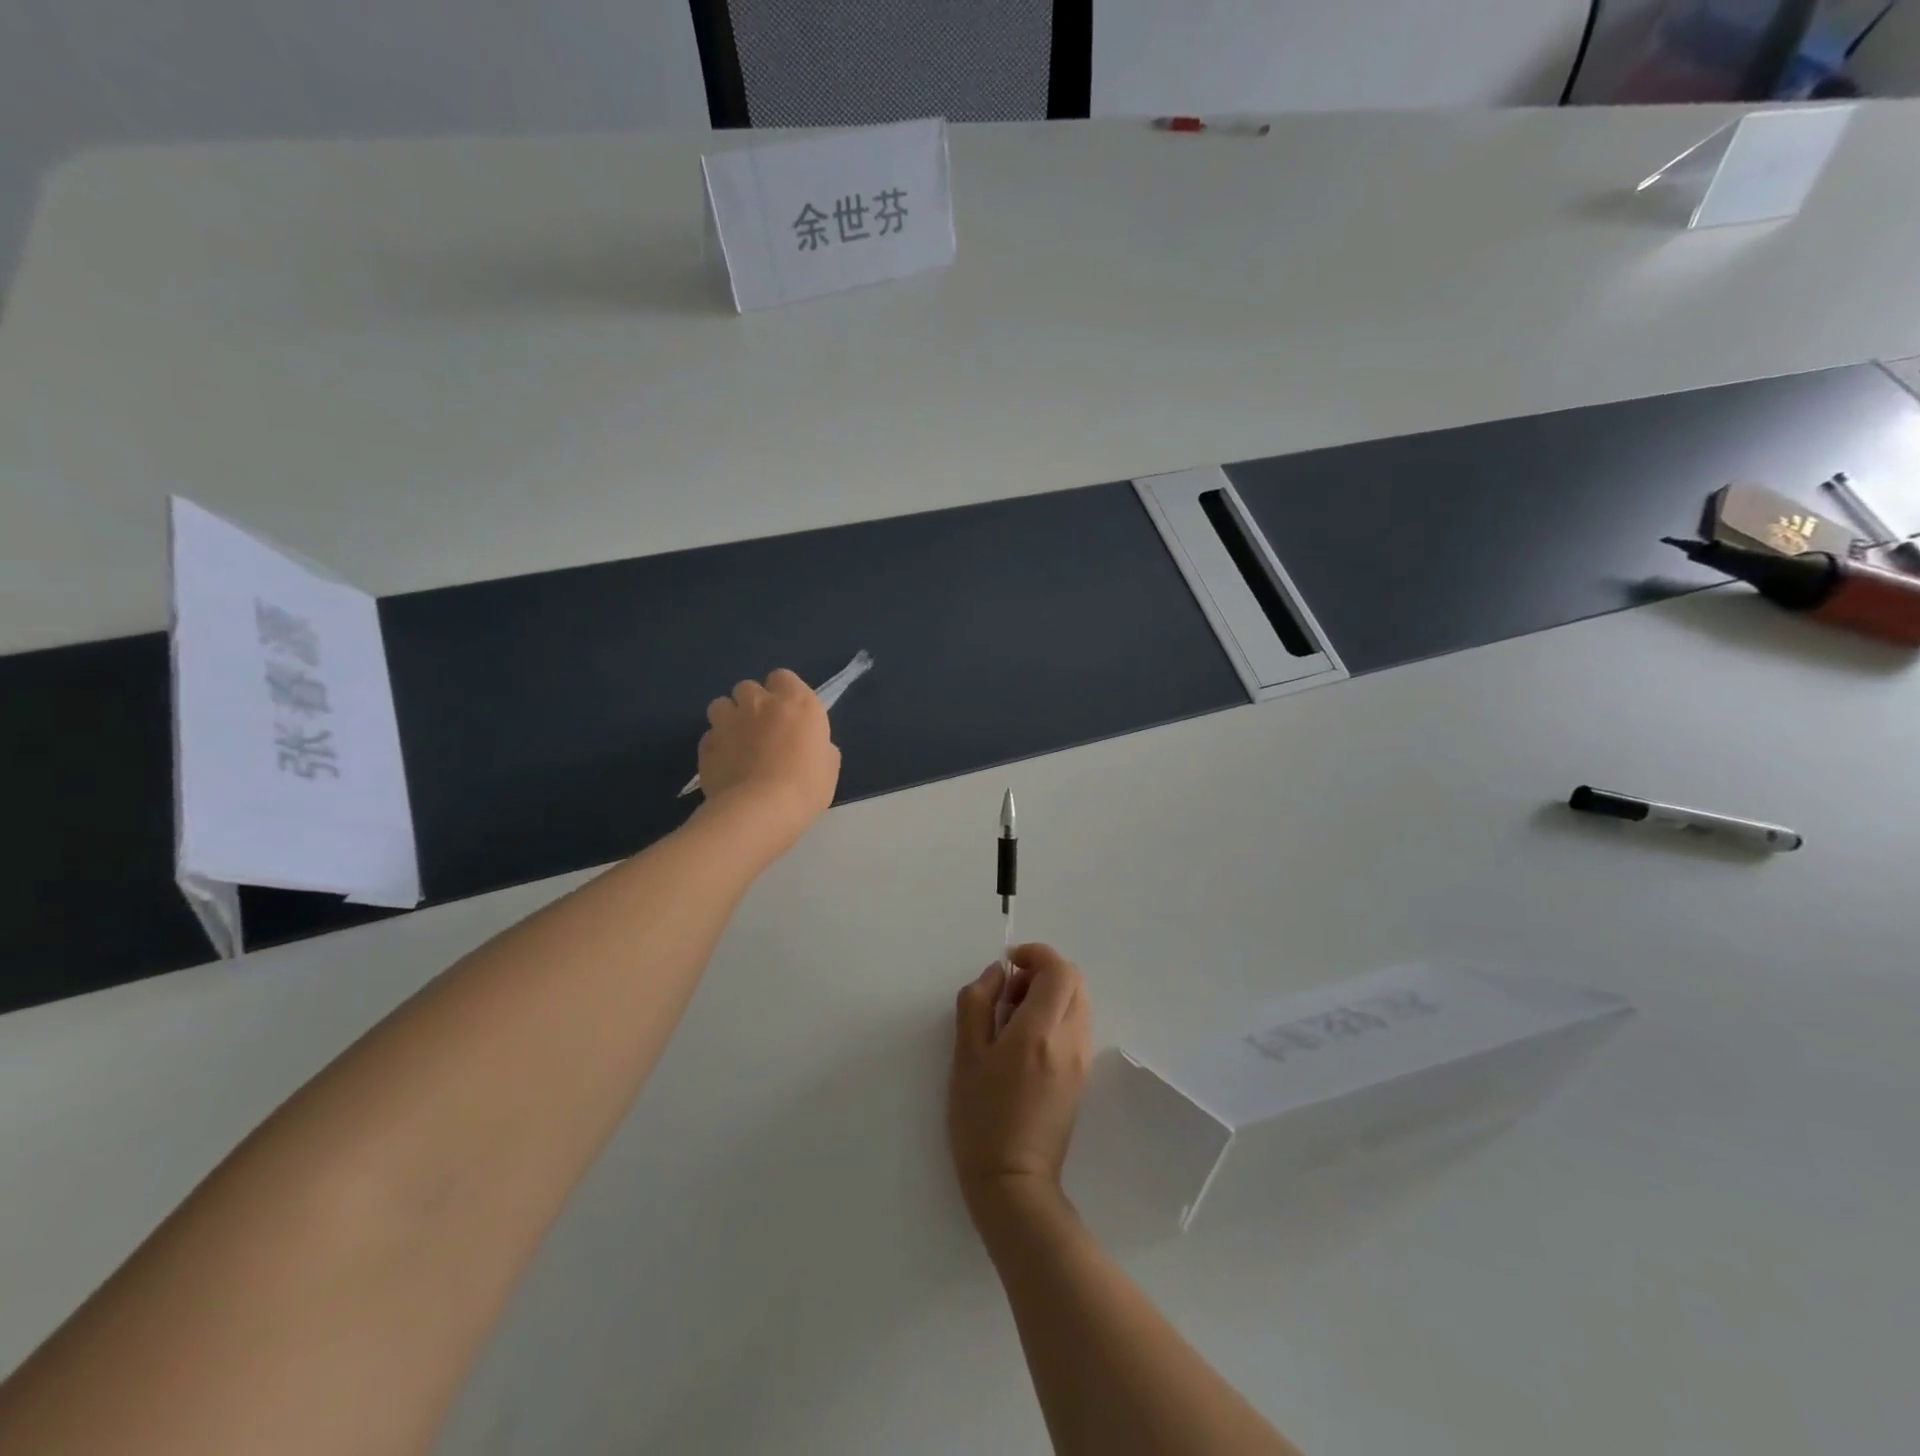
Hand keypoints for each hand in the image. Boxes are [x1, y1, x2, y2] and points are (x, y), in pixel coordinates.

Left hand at [697, 669, 839, 845]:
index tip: (789, 714)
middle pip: (748, 687)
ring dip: (729, 717)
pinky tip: (725, 764)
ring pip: (721, 705)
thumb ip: (817, 744)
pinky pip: (709, 736)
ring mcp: (728, 722)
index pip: (783, 677)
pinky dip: (716, 745)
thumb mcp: (829, 765)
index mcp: (797, 702)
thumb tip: (809, 746)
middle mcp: (759, 703)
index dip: (784, 693)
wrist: (760, 811)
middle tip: (762, 728)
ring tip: (737, 741)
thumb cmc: (806, 787)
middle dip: (753, 703)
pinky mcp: (705, 745)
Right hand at [948, 944, 1091, 1224]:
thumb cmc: (981, 1117)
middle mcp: (1070, 1039)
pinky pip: (1076, 1026)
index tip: (1009, 963)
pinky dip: (1055, 1016)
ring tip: (1013, 1019)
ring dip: (1050, 994)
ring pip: (1078, 1002)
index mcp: (1040, 1031)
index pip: (1059, 970)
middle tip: (1009, 992)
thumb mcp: (965, 1055)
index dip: (1036, 954)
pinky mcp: (1081, 1076)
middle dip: (1043, 972)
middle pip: (1074, 981)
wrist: (1014, 1182)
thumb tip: (998, 973)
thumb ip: (977, 1002)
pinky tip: (1025, 1042)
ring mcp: (1080, 1059)